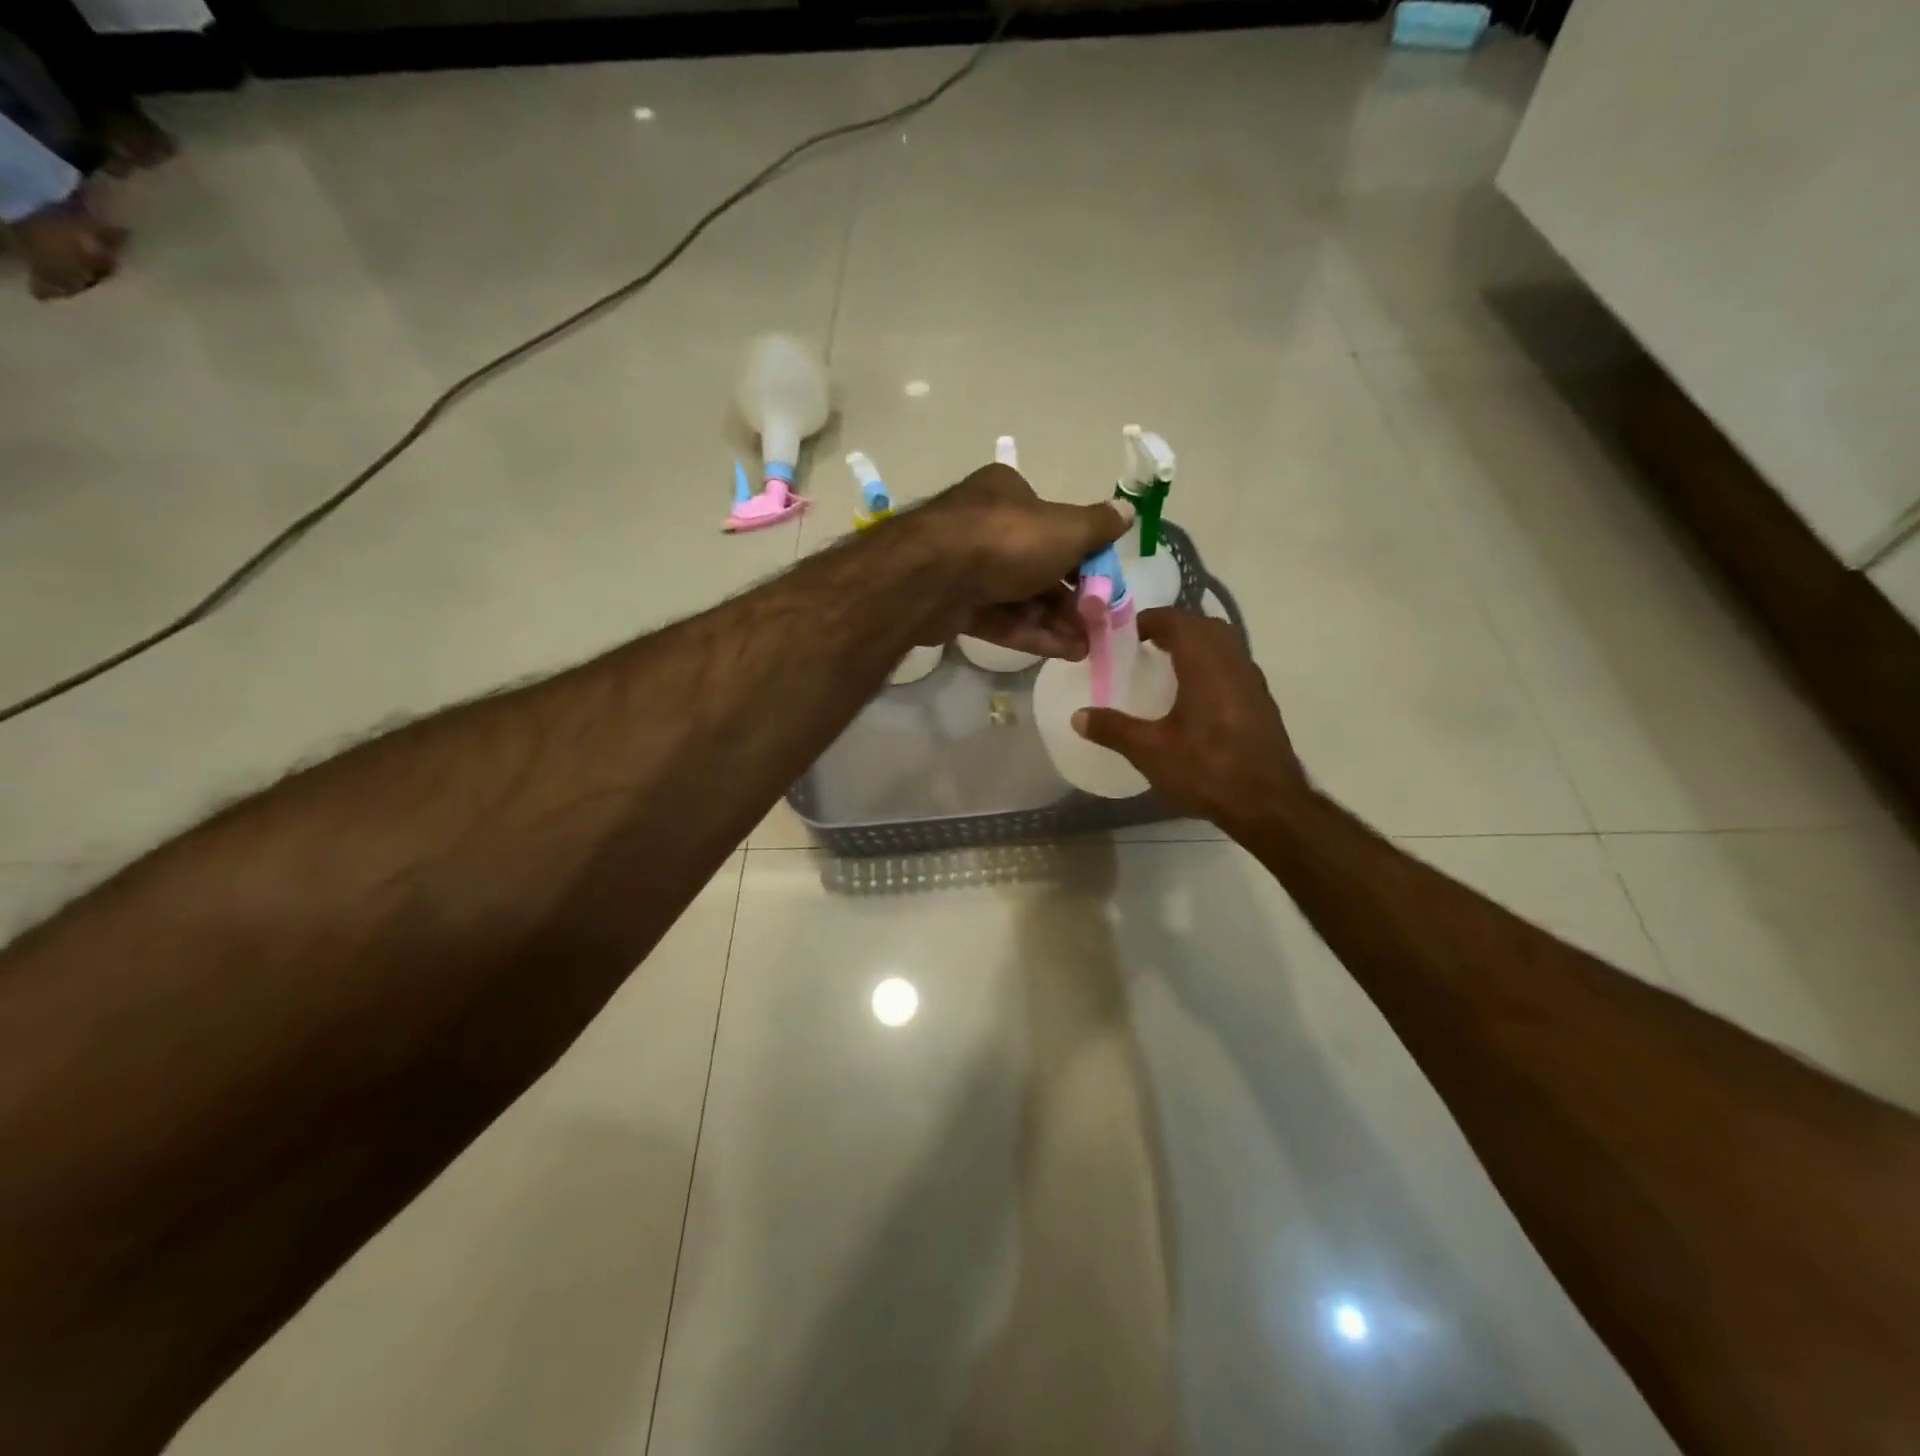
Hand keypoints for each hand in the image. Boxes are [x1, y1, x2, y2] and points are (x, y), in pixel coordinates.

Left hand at [912, 463, 1132, 659]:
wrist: (930, 576)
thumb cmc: (1005, 540)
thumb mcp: (1064, 529)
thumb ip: (1097, 526)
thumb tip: (1127, 511)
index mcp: (1009, 495)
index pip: (1055, 525)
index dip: (1084, 556)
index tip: (1105, 585)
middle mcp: (985, 527)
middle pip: (1038, 566)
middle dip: (1071, 599)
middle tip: (1097, 625)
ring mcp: (966, 568)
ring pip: (1019, 597)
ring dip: (1055, 622)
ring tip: (1085, 648)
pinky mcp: (953, 605)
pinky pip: (999, 619)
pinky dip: (1029, 634)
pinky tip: (1061, 652)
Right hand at [1073, 608, 1308, 827]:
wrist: (1268, 805)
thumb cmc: (1207, 770)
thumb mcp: (1150, 751)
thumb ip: (1113, 729)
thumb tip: (1077, 716)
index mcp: (1205, 664)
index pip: (1177, 621)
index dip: (1150, 620)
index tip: (1125, 634)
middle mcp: (1233, 663)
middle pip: (1204, 627)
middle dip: (1174, 628)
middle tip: (1145, 646)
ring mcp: (1252, 682)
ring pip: (1223, 646)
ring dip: (1196, 646)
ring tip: (1167, 668)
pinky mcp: (1262, 703)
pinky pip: (1233, 668)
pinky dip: (1211, 667)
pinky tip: (1195, 697)